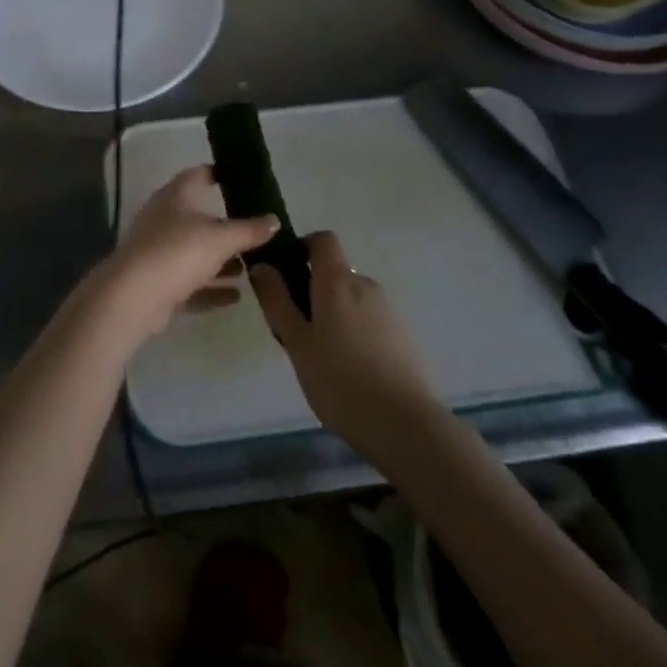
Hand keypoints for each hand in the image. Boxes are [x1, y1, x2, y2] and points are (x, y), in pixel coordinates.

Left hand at [95, 166, 278, 343]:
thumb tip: (274, 219)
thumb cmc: (178, 252)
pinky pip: (190, 282)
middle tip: (257, 231)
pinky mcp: (158, 283)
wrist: (133, 297)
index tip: (244, 178)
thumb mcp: (221, 238)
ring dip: (220, 260)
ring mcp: (159, 251)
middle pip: (199, 216)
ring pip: (195, 251)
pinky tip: (235, 297)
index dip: (220, 173)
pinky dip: (211, 288)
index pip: (199, 174)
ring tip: (251, 267)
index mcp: (176, 196)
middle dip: (227, 225)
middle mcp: (165, 218)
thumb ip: (249, 230)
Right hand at [251, 232, 440, 456]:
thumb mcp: (296, 341)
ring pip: (351, 300)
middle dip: (312, 290)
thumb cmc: (339, 379)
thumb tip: (261, 264)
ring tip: (319, 357)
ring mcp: (387, 311)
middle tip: (294, 330)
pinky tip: (347, 371)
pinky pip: (368, 321)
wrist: (405, 426)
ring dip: (332, 314)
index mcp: (337, 280)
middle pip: (334, 272)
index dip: (302, 247)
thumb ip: (276, 300)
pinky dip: (353, 333)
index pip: (323, 239)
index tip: (285, 274)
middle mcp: (365, 285)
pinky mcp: (402, 338)